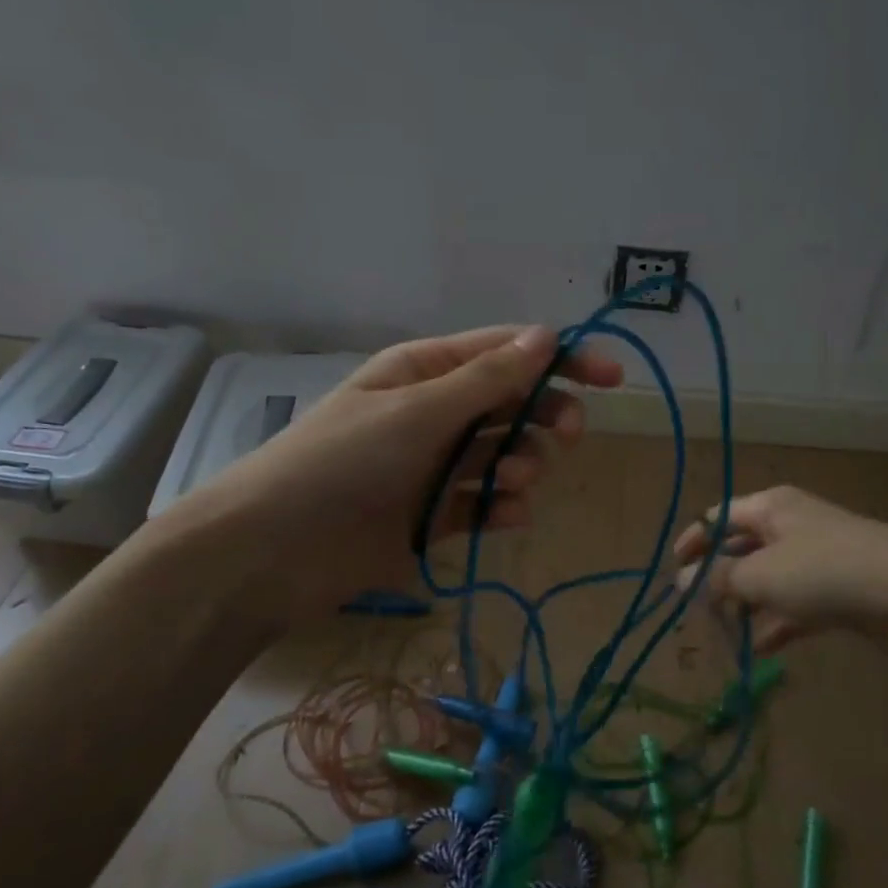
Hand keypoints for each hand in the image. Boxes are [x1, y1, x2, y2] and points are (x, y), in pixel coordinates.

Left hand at [150, 326, 621, 626]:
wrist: (274, 551)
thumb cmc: (344, 462)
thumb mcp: (419, 411)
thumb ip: (487, 380)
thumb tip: (545, 335)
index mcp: (426, 371)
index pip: (507, 353)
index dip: (562, 360)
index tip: (613, 379)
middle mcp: (436, 412)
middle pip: (513, 404)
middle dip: (545, 417)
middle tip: (567, 435)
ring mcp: (436, 466)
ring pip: (506, 455)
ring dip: (523, 465)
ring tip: (512, 482)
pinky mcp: (435, 516)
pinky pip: (486, 503)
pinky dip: (504, 507)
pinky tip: (506, 516)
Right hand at [672, 486, 887, 658]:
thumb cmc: (827, 573)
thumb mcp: (761, 575)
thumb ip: (718, 579)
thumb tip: (683, 581)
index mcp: (772, 507)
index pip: (718, 517)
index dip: (693, 543)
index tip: (673, 575)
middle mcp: (794, 526)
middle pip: (743, 548)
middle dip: (719, 579)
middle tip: (697, 613)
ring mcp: (821, 559)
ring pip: (770, 579)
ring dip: (747, 605)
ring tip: (727, 635)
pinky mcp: (843, 591)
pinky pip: (798, 604)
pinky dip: (779, 623)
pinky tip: (763, 650)